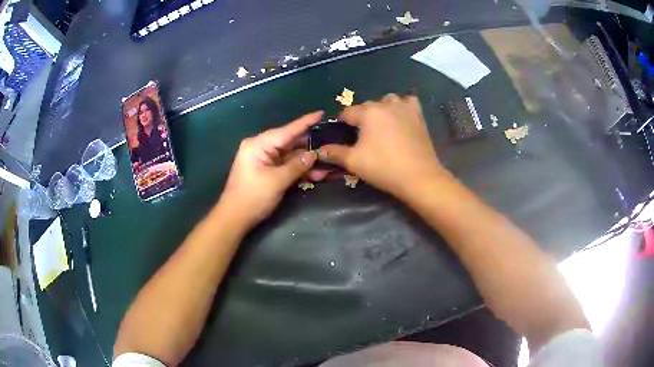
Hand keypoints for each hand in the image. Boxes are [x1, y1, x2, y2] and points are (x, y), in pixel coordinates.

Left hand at [218, 112, 322, 227]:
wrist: (234, 218)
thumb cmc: (253, 197)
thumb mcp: (277, 181)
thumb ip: (297, 165)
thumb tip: (314, 154)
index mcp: (259, 144)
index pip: (287, 130)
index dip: (305, 122)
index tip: (321, 113)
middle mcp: (261, 147)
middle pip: (289, 142)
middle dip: (309, 146)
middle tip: (331, 143)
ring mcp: (264, 159)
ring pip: (290, 155)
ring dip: (306, 161)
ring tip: (328, 163)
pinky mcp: (266, 170)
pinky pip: (285, 165)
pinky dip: (298, 169)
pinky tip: (316, 173)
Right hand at [319, 94, 446, 199]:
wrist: (418, 177)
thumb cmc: (383, 167)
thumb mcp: (354, 161)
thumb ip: (334, 153)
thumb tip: (319, 150)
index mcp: (368, 112)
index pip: (348, 112)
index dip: (342, 123)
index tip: (342, 134)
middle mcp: (385, 104)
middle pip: (367, 106)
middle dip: (362, 118)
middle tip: (363, 137)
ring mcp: (404, 107)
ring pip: (387, 101)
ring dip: (381, 110)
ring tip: (382, 127)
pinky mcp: (418, 114)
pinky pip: (407, 102)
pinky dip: (402, 107)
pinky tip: (401, 117)